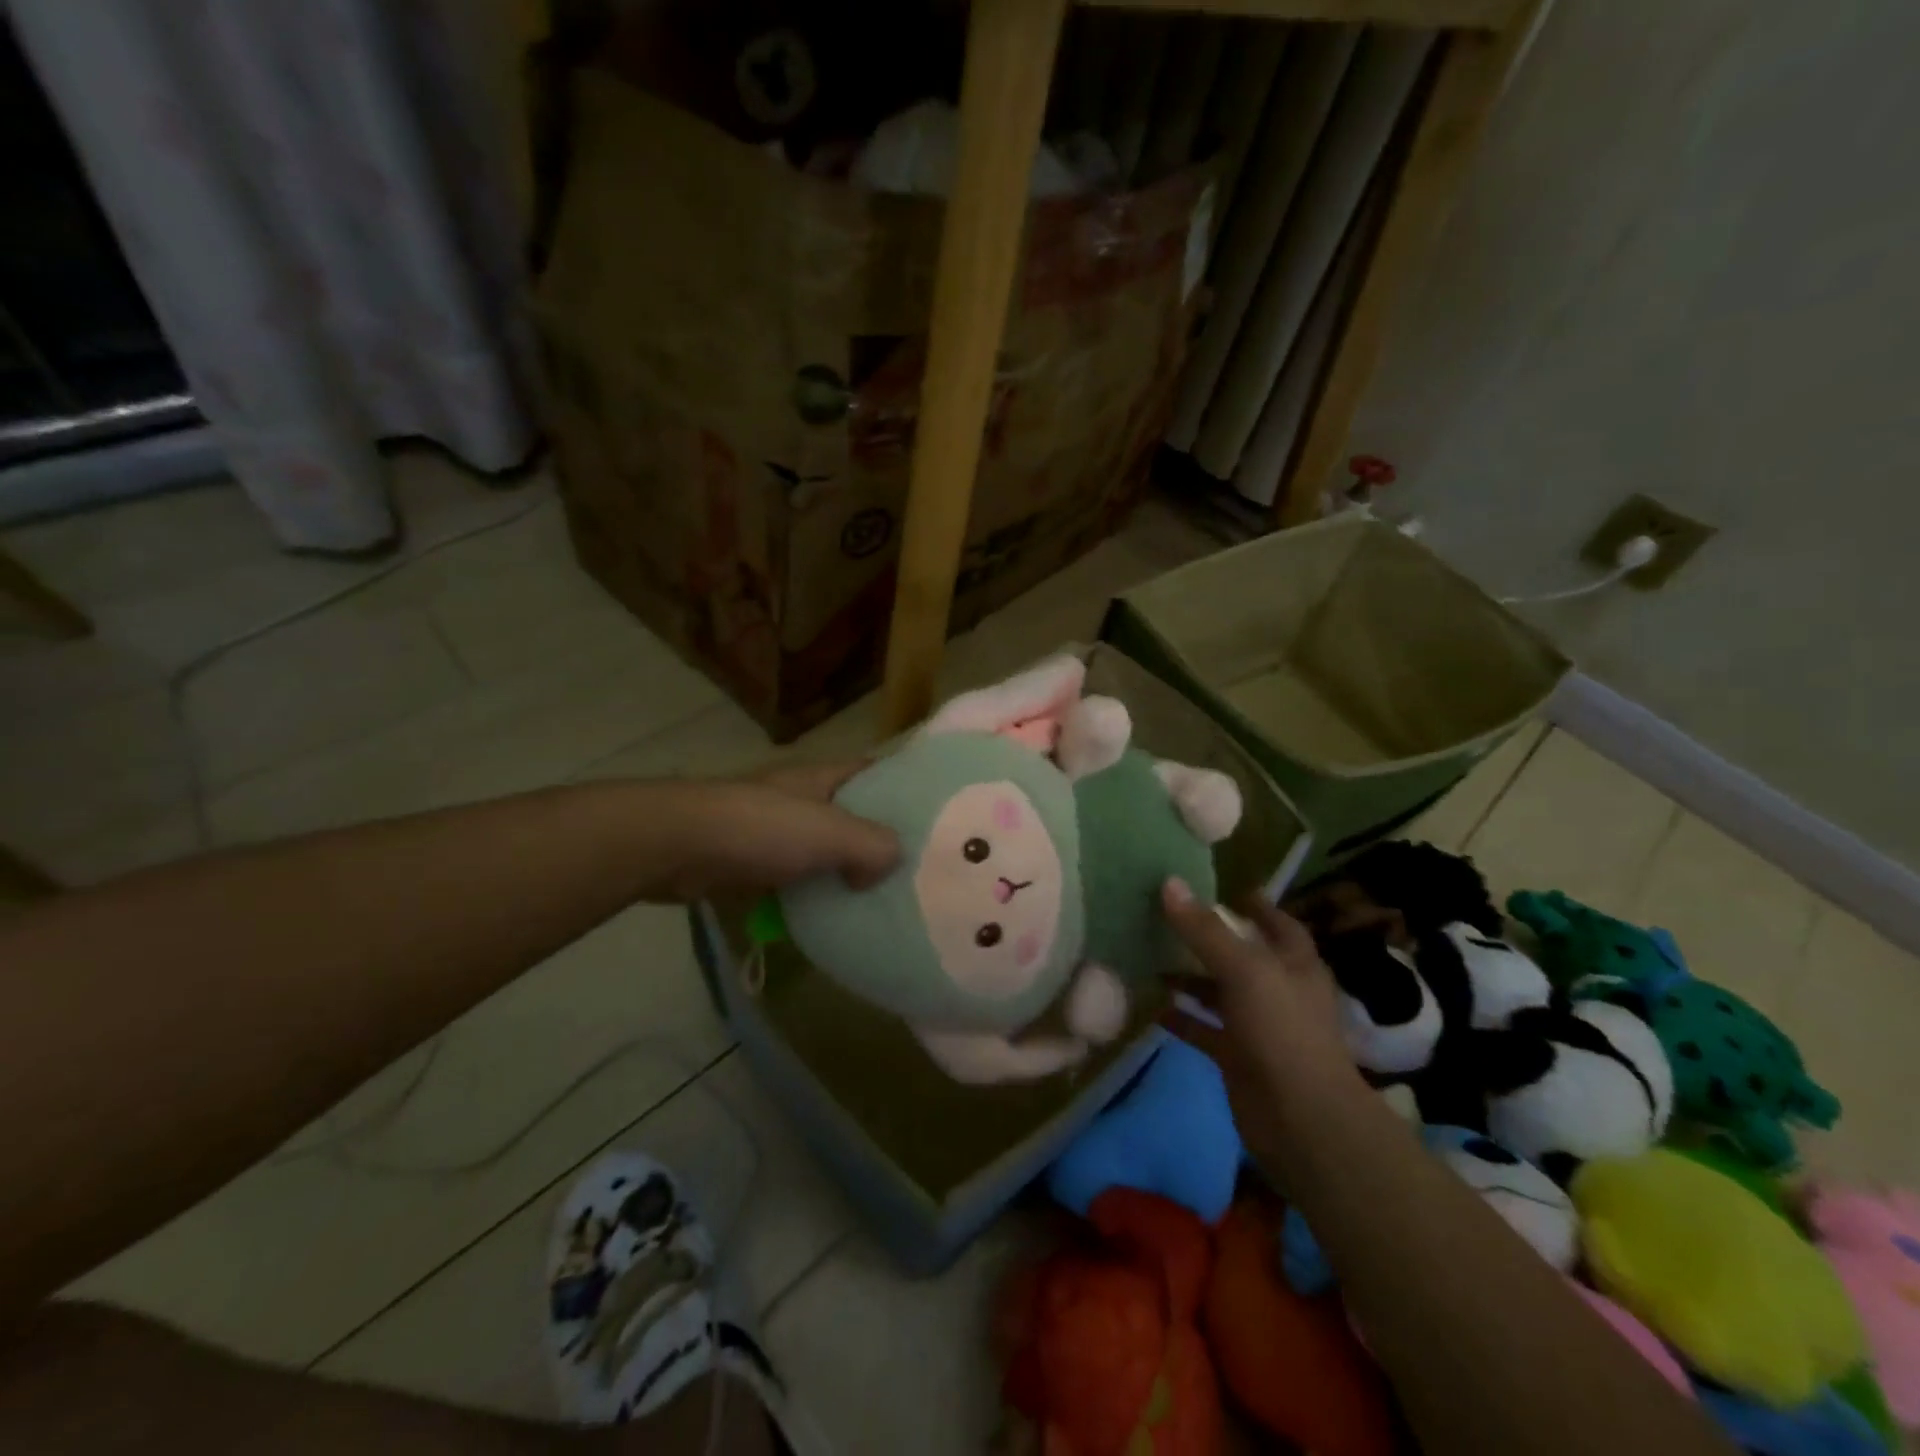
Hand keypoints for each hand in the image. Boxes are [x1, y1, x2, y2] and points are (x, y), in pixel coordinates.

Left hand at [650, 761, 899, 901]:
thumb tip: (886, 868)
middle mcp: (804, 799)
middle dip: (882, 838)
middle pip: (854, 815)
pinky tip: (835, 917)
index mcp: (823, 778)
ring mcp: (777, 830)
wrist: (679, 846)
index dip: (905, 787)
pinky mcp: (755, 862)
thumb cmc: (761, 828)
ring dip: (848, 872)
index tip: (937, 815)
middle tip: (921, 869)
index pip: (874, 772)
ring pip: (827, 851)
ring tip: (886, 898)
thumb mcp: (830, 832)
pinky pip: (798, 878)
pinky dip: (815, 894)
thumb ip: (872, 846)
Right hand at [1158, 879, 1364, 1167]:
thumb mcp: (1244, 970)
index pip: (1277, 924)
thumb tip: (1169, 883)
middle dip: (1209, 938)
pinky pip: (1203, 1029)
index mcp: (1294, 964)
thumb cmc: (1282, 1031)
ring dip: (1188, 977)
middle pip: (1241, 955)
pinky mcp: (1237, 1056)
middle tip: (1167, 916)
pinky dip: (1180, 1018)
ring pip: (1218, 992)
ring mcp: (1258, 1025)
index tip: (1222, 889)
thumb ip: (1205, 930)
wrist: (1302, 1121)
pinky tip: (1150, 1004)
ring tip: (1149, 955)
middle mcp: (1278, 990)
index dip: (1254, 906)